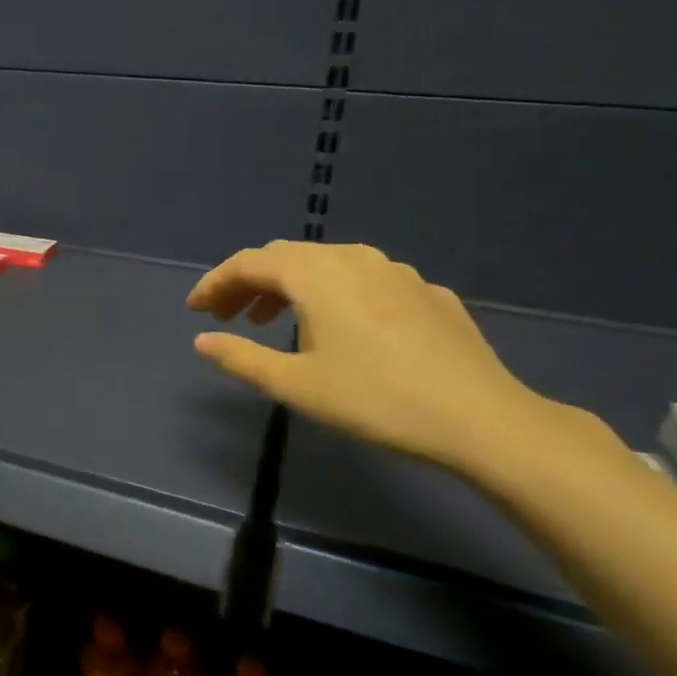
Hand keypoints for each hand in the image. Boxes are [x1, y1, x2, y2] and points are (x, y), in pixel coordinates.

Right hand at [187, 241, 555, 470]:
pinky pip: (364, 281)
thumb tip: (202, 340)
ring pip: (327, 265)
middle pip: (286, 257)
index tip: (195, 309)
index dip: (216, 283)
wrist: (481, 418)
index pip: (249, 263)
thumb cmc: (375, 399)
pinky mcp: (427, 293)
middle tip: (227, 316)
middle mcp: (353, 258)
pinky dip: (334, 295)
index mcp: (315, 274)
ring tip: (276, 322)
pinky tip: (341, 329)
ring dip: (291, 287)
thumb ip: (241, 357)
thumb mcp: (295, 384)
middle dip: (249, 283)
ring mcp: (396, 271)